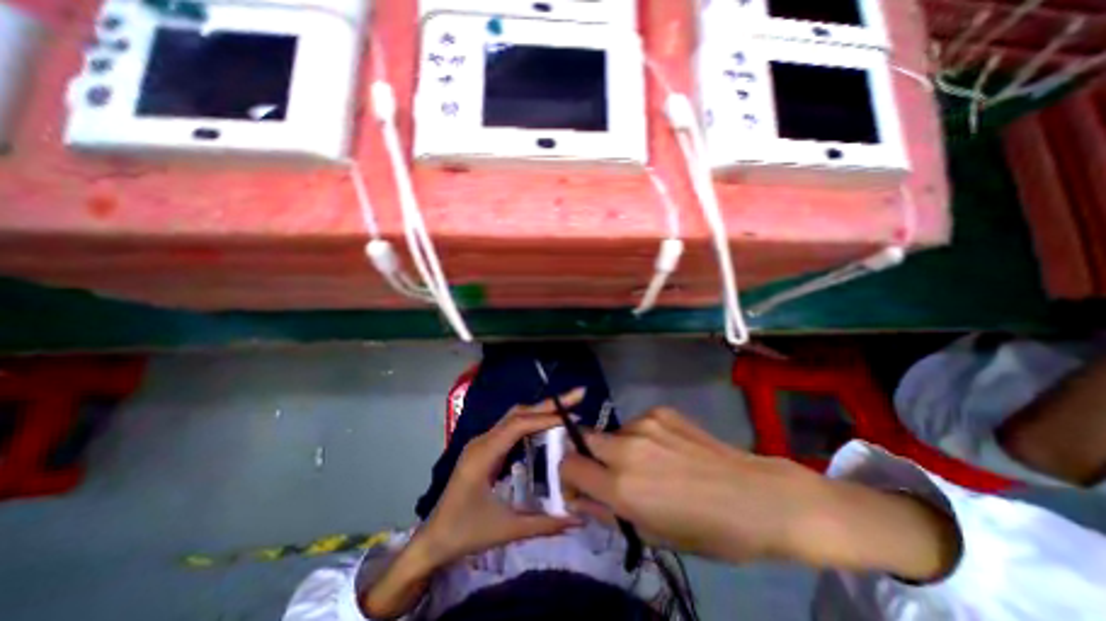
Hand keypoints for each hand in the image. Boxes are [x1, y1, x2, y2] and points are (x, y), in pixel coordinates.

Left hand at [416, 393, 586, 565]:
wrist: (432, 540)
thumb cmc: (465, 533)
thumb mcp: (507, 530)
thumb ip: (544, 524)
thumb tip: (579, 518)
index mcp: (484, 454)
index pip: (519, 425)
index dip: (547, 418)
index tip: (574, 418)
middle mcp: (483, 441)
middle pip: (519, 413)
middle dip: (549, 404)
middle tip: (577, 396)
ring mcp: (483, 442)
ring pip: (515, 417)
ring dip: (541, 411)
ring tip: (567, 409)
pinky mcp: (485, 448)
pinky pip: (511, 428)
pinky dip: (532, 423)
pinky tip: (547, 428)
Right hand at [563, 410, 960, 578]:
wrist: (757, 497)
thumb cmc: (708, 531)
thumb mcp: (652, 536)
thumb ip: (608, 514)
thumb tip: (579, 499)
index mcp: (621, 487)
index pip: (569, 467)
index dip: (568, 476)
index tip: (579, 484)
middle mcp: (625, 449)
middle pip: (583, 439)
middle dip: (588, 456)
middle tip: (609, 473)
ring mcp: (644, 424)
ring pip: (612, 432)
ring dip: (617, 448)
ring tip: (647, 463)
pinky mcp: (660, 411)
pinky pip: (636, 424)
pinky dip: (640, 437)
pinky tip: (666, 450)